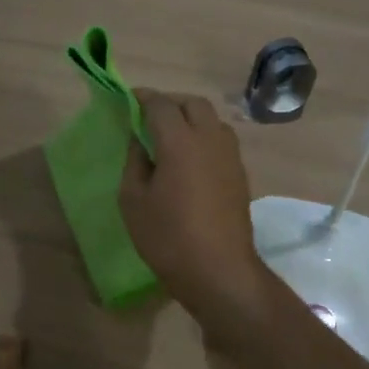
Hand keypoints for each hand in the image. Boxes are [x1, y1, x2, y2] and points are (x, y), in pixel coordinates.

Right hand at [120, 91, 269, 322]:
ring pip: (211, 120)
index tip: (128, 100)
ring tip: (170, 137)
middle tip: (149, 117)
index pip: (161, 104)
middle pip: (193, 104)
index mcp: (180, 141)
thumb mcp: (133, 200)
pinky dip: (203, 138)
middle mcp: (210, 139)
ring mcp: (230, 156)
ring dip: (190, 119)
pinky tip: (189, 160)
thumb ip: (134, 162)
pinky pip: (220, 141)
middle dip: (170, 103)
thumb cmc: (167, 237)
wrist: (219, 270)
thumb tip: (139, 141)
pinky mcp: (240, 175)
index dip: (142, 98)